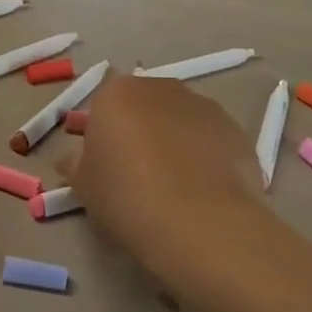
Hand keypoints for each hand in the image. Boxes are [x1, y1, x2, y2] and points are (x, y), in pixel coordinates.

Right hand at [64, 74, 266, 293]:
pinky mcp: (237, 132)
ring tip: (173, 188)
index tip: (104, 164)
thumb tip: (74, 159)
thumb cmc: (126, 197)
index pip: (103, 104)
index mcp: (118, 93)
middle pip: (144, 106)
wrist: (199, 224)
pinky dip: (204, 158)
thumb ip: (76, 164)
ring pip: (180, 121)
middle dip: (139, 131)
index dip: (102, 134)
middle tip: (135, 174)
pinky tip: (201, 194)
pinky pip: (210, 141)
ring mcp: (204, 107)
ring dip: (173, 142)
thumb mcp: (83, 186)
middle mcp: (162, 88)